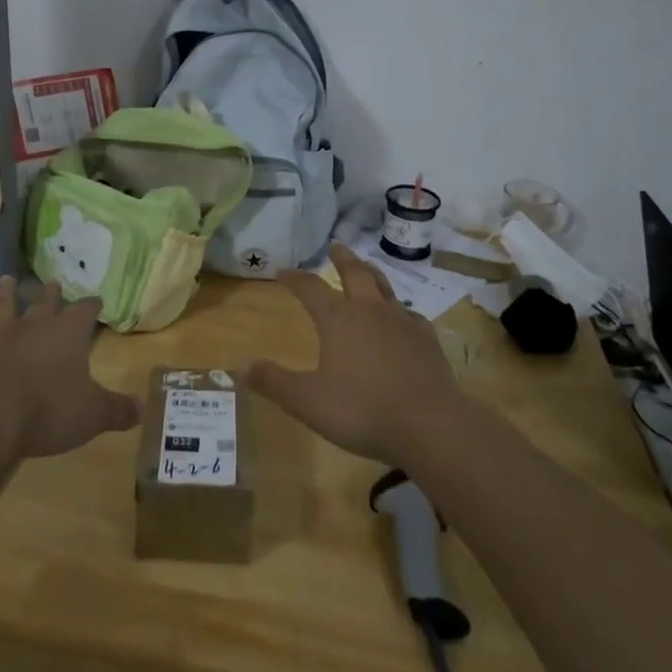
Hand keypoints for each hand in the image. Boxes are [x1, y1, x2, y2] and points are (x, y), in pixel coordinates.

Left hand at [0, 277, 139, 458]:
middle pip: (43, 304)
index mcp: (67, 334)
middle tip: (53, 282)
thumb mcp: (93, 414)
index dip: (91, 306)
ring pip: (2, 310)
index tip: (97, 300)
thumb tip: (143, 409)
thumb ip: (118, 410)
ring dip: (4, 296)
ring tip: (6, 280)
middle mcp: (32, 328)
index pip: (84, 312)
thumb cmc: (48, 409)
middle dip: (50, 294)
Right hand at [245, 243, 463, 463]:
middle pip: (355, 274)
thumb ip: (274, 382)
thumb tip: (242, 365)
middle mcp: (370, 311)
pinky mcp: (427, 341)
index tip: (284, 271)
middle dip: (342, 259)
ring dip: (373, 276)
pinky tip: (404, 318)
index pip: (311, 289)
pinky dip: (402, 312)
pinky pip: (412, 316)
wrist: (429, 424)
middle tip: (335, 247)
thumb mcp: (307, 401)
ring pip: (386, 289)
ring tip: (368, 270)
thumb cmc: (361, 410)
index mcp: (338, 319)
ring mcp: (403, 323)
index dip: (295, 279)